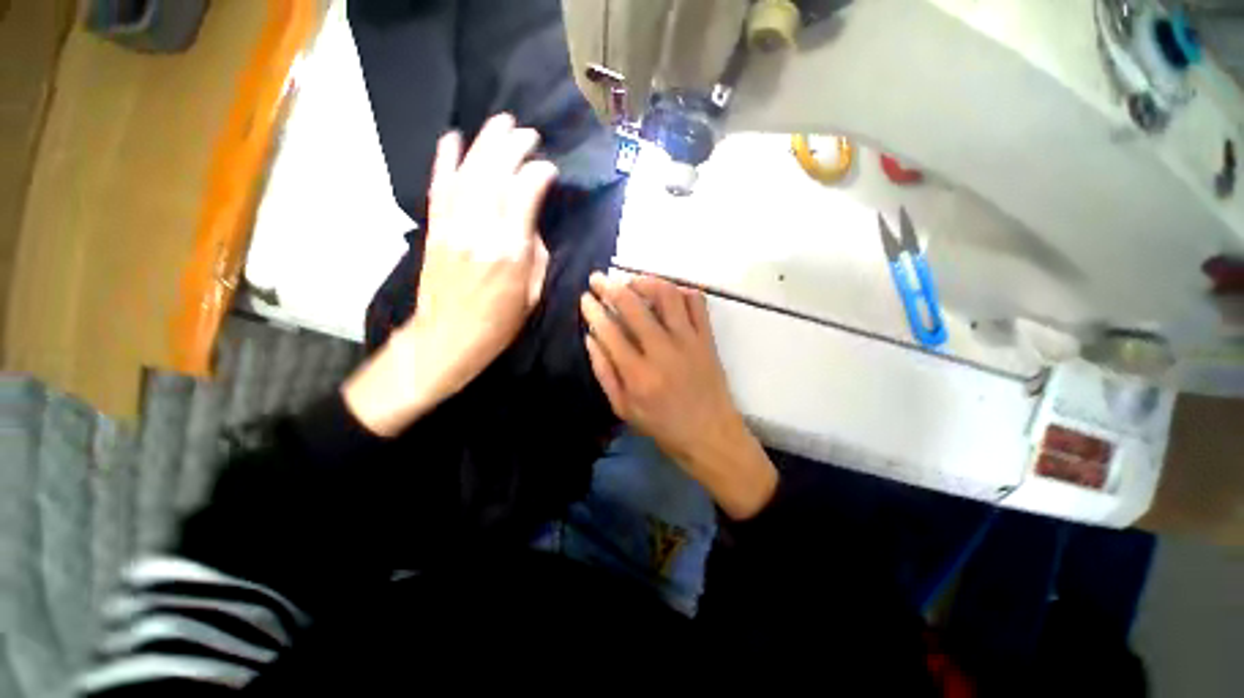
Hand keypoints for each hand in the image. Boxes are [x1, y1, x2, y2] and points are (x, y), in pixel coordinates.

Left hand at [344, 114, 556, 436]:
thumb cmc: (499, 323)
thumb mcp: (533, 294)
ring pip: (468, 173)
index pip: (525, 194)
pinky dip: (445, 160)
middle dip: (513, 146)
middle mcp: (481, 231)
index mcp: (511, 251)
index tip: (550, 169)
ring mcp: (453, 227)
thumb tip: (531, 224)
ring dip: (485, 143)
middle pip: (495, 174)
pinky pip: (440, 188)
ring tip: (500, 123)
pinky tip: (452, 139)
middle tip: (527, 133)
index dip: (539, 174)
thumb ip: (536, 254)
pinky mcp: (436, 230)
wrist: (447, 338)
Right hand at [580, 272, 776, 518]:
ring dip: (645, 282)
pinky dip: (681, 291)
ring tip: (632, 282)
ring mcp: (689, 341)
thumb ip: (604, 372)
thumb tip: (590, 337)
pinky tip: (667, 294)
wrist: (711, 435)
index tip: (585, 298)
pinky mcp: (707, 338)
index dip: (593, 310)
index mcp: (638, 374)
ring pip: (667, 295)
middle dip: (610, 287)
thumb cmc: (663, 426)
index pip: (609, 330)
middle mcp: (663, 351)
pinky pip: (697, 302)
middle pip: (633, 306)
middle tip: (599, 278)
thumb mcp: (624, 409)